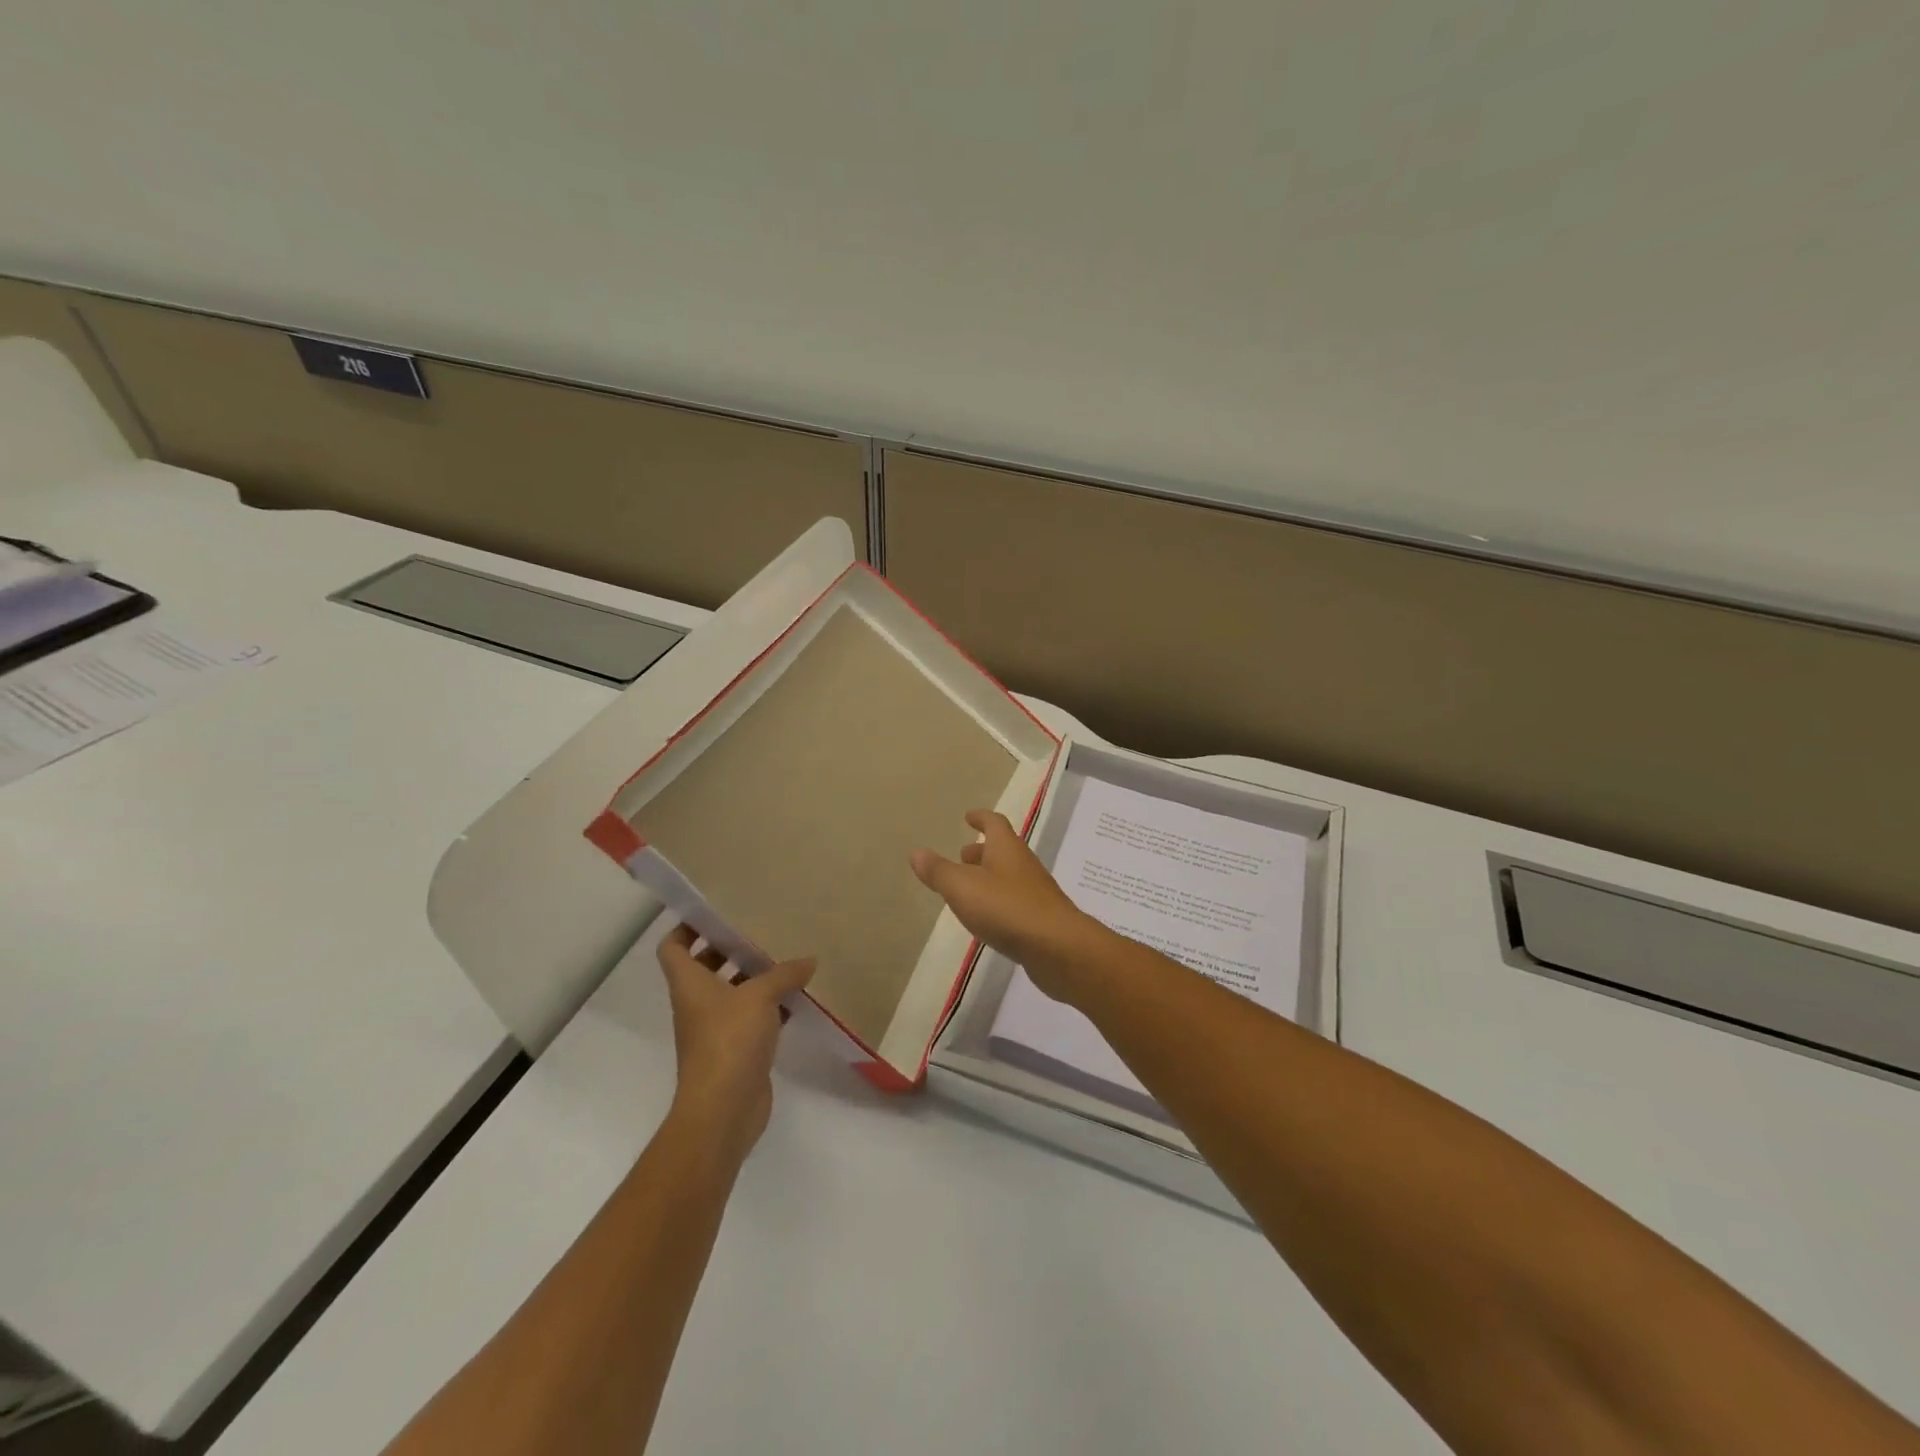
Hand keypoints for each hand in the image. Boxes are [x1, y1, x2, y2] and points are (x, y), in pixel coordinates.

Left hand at [657, 924, 813, 1161]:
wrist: (723, 1109)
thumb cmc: (729, 1040)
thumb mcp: (760, 996)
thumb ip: (784, 974)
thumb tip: (808, 961)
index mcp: (690, 984)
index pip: (673, 948)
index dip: (685, 928)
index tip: (713, 913)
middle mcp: (698, 1004)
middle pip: (705, 967)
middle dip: (728, 949)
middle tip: (759, 931)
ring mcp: (716, 1030)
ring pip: (732, 993)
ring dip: (753, 978)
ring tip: (785, 958)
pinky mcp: (737, 1051)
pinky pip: (752, 1018)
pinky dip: (770, 1007)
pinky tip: (797, 999)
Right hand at [909, 809, 1103, 1001]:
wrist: (1058, 948)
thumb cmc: (1007, 908)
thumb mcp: (962, 887)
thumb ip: (939, 871)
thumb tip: (916, 852)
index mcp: (1007, 849)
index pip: (994, 823)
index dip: (981, 817)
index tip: (968, 816)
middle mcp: (1024, 865)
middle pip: (1002, 850)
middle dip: (982, 850)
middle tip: (962, 856)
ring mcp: (1036, 893)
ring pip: (1009, 877)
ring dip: (989, 877)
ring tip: (968, 890)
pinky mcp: (1041, 920)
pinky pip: (1016, 902)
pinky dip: (999, 902)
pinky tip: (988, 919)